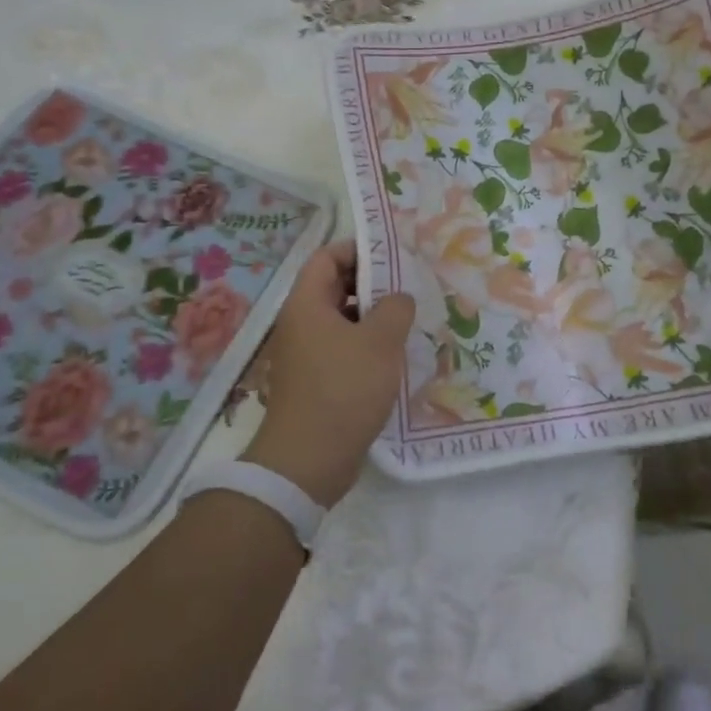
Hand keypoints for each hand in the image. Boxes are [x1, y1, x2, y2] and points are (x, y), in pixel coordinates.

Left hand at [241, 240, 414, 507]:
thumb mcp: (380, 342)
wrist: (308, 461)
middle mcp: (301, 322)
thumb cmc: (344, 389)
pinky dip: (367, 344)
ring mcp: (307, 353)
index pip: (327, 256)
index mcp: (307, 303)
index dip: (359, 249)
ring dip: (374, 316)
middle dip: (373, 283)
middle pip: (335, 286)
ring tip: (409, 319)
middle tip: (410, 286)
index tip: (394, 255)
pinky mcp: (317, 379)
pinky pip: (343, 347)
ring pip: (342, 319)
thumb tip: (399, 298)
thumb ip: (396, 308)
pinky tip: (395, 354)